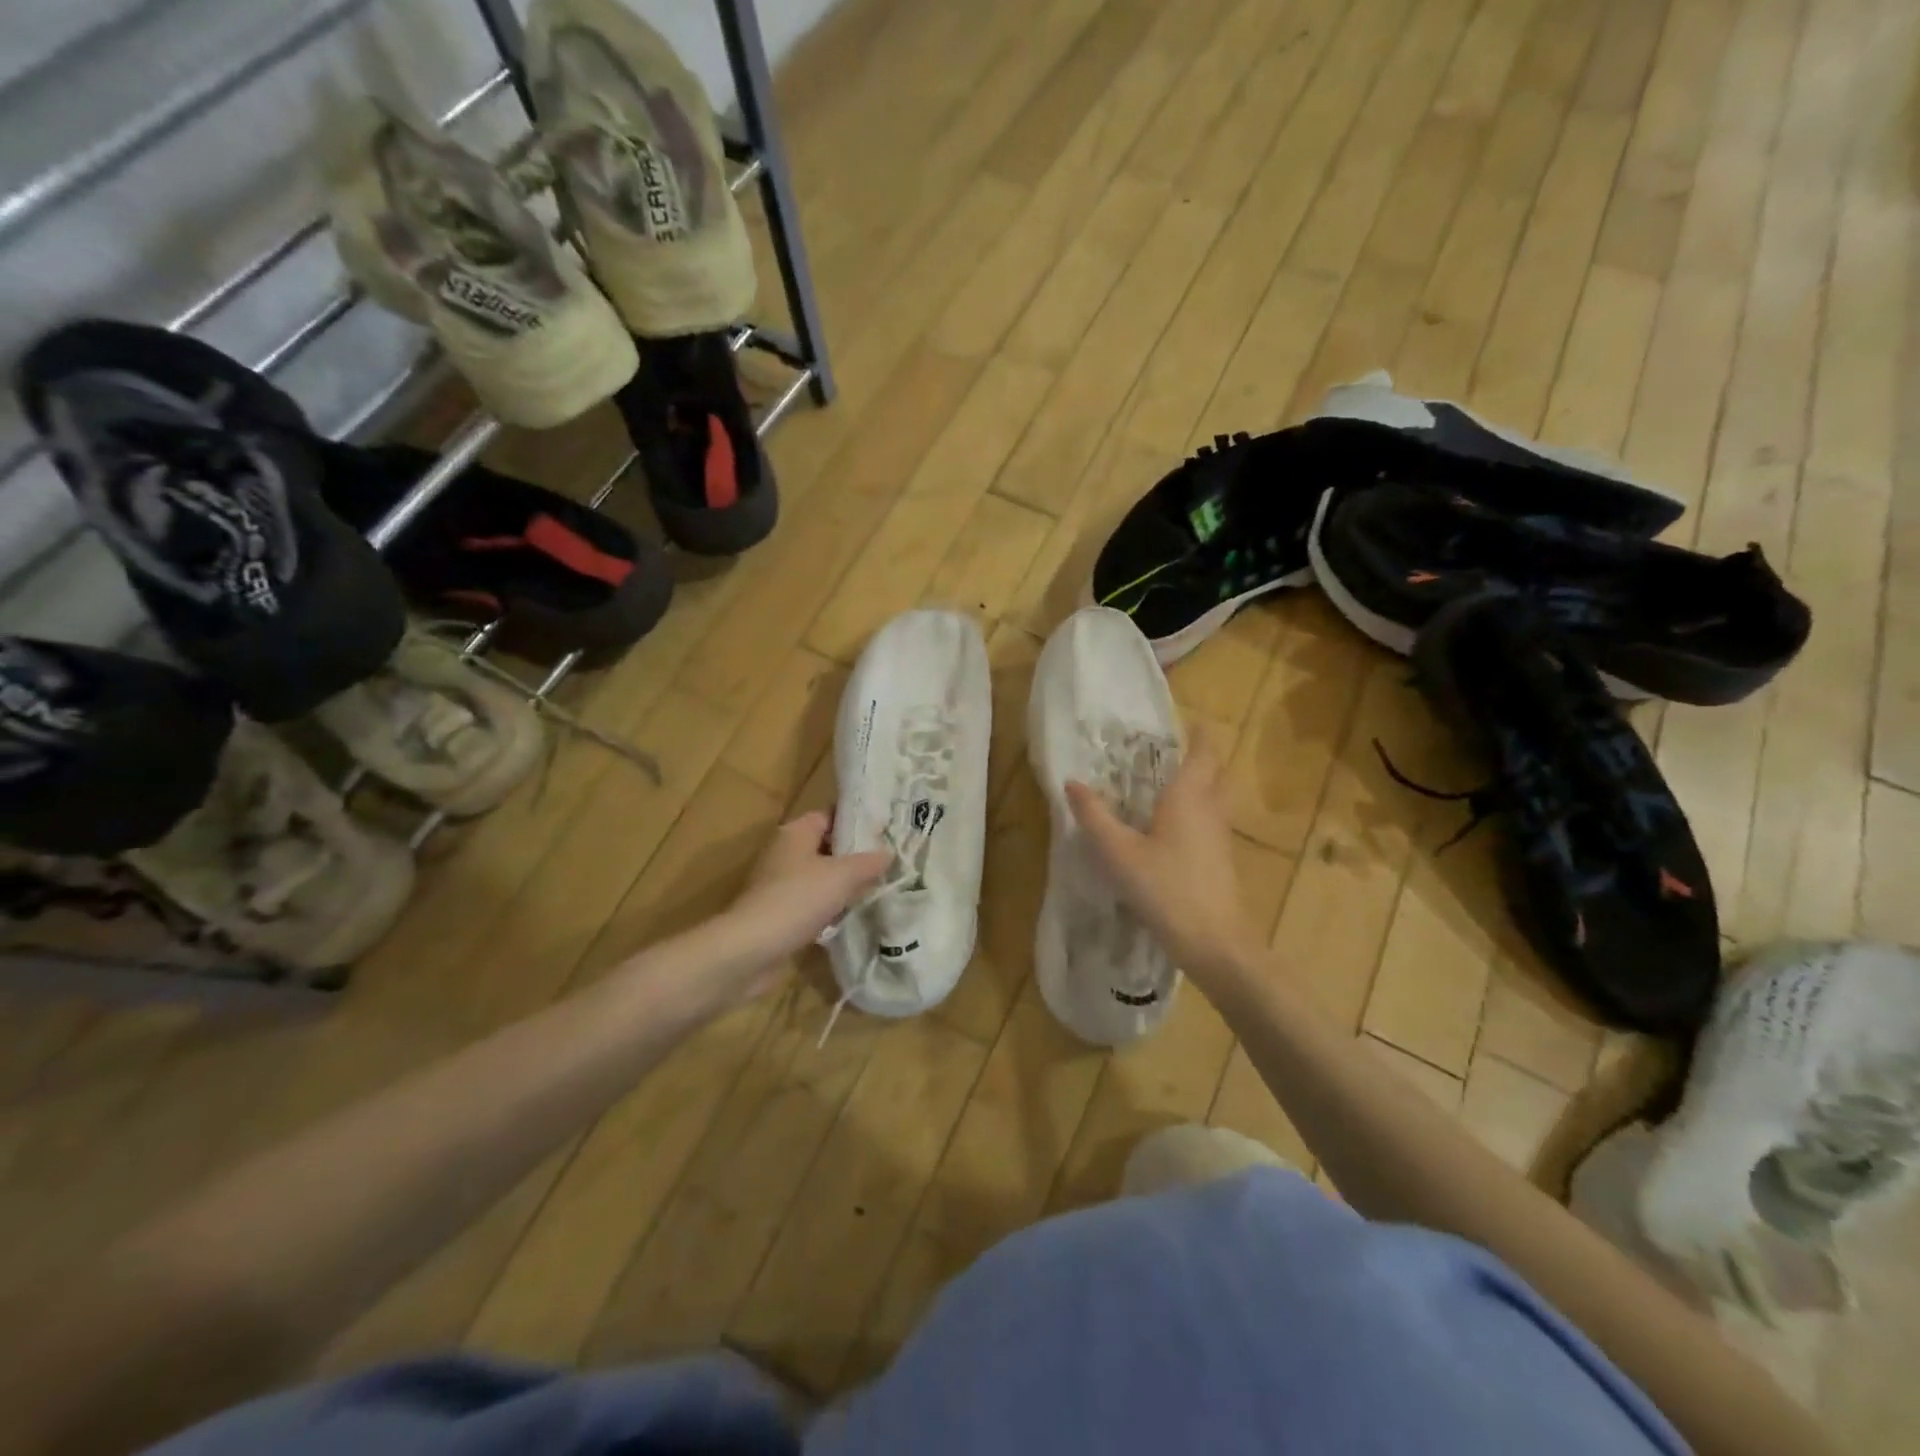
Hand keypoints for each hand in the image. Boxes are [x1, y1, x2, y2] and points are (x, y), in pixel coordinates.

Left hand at [719, 811, 888, 993]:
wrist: (751, 949)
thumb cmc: (798, 899)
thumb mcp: (842, 876)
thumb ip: (868, 862)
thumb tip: (888, 853)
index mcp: (795, 832)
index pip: (830, 816)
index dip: (856, 822)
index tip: (885, 833)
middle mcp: (784, 852)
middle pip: (826, 847)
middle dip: (854, 857)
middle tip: (887, 863)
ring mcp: (778, 884)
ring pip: (820, 877)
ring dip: (843, 885)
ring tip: (876, 889)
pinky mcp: (778, 912)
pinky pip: (811, 902)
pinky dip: (829, 908)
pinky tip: (851, 916)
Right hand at [1065, 727, 1264, 987]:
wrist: (1215, 943)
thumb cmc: (1166, 889)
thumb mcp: (1119, 853)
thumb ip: (1094, 817)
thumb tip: (1071, 782)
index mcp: (1189, 797)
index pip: (1203, 752)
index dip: (1199, 733)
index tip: (1189, 720)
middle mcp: (1211, 809)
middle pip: (1216, 771)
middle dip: (1203, 755)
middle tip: (1175, 749)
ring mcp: (1221, 836)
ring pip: (1217, 797)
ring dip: (1202, 782)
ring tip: (1170, 782)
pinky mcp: (1222, 860)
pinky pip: (1212, 820)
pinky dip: (1199, 810)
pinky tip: (1175, 828)